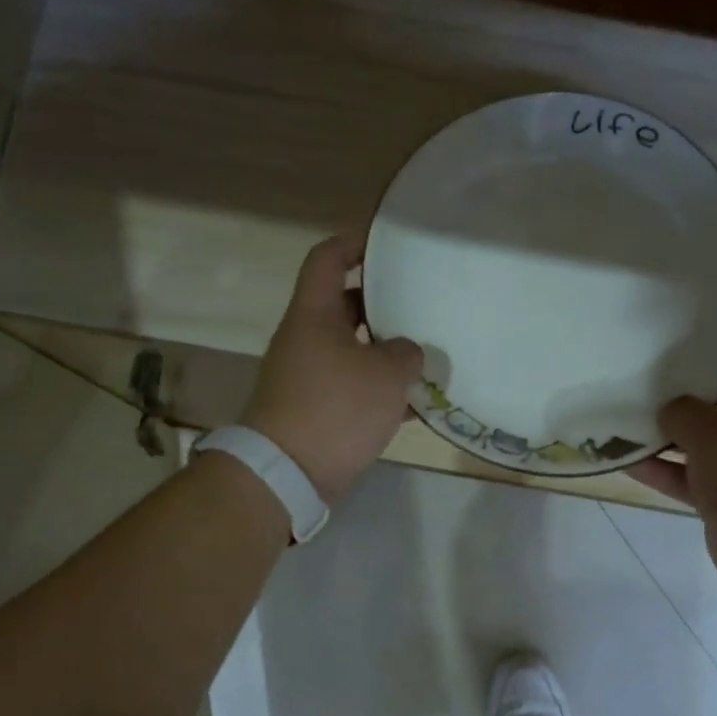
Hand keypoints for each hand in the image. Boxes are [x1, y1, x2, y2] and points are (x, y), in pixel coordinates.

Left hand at [244, 236, 424, 505]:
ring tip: (427, 354)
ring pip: (353, 350)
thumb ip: (405, 352)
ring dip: (386, 352)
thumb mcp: (385, 374)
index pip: (327, 260)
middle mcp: (306, 339)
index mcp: (313, 315)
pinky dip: (380, 391)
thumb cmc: (336, 408)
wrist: (289, 472)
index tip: (387, 242)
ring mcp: (308, 377)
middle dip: (384, 304)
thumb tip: (406, 353)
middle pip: (345, 306)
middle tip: (422, 302)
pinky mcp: (315, 410)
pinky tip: (414, 404)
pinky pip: (353, 388)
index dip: (355, 242)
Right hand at [633, 329, 716, 614]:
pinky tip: (623, 457)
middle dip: (691, 380)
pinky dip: (660, 467)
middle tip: (648, 363)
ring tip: (627, 405)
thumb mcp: (715, 435)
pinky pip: (687, 474)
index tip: (694, 326)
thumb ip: (685, 412)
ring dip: (669, 427)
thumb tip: (669, 408)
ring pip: (703, 435)